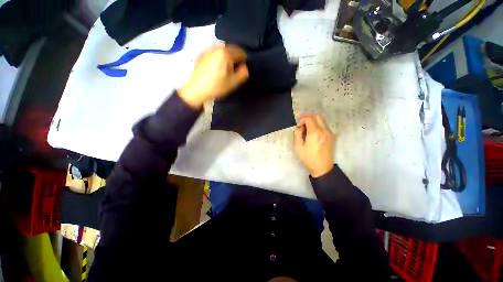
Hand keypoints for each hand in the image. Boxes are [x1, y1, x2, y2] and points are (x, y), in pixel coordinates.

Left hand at [178, 44, 248, 108]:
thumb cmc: (217, 86)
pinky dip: (218, 58)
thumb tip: (244, 66)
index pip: (241, 52)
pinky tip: (215, 69)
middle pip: (231, 49)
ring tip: (224, 70)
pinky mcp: (201, 54)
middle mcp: (217, 47)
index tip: (241, 71)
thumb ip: (243, 73)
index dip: (243, 62)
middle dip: (235, 59)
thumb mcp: (233, 82)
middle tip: (233, 71)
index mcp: (226, 53)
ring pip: (222, 51)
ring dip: (227, 58)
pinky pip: (215, 53)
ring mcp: (208, 49)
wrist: (196, 89)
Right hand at [293, 114, 335, 177]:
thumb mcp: (297, 147)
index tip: (298, 126)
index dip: (302, 119)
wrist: (322, 168)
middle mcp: (324, 130)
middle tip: (302, 123)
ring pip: (321, 120)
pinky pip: (324, 126)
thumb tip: (299, 128)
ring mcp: (329, 133)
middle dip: (308, 117)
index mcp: (315, 133)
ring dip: (313, 121)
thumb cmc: (308, 158)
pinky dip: (317, 125)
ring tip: (307, 128)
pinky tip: (313, 133)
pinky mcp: (332, 136)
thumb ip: (297, 134)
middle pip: (317, 116)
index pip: (309, 118)